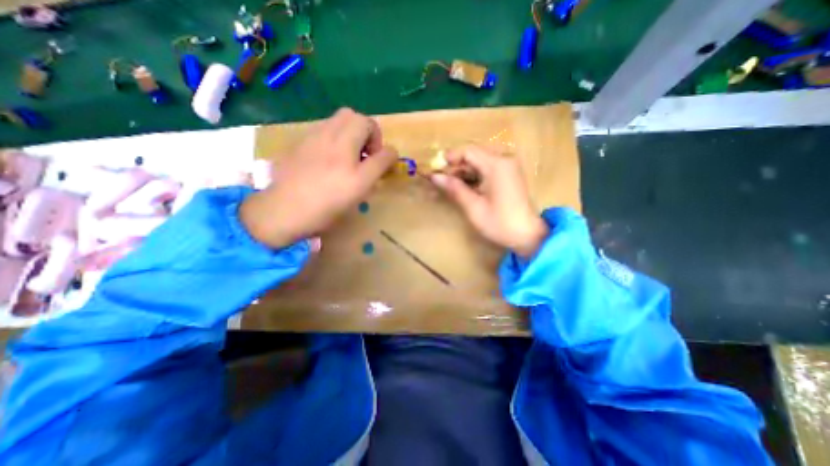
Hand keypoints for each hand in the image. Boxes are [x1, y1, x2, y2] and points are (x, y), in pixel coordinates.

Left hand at [240, 108, 397, 248]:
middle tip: (363, 156)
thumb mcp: (362, 186)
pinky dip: (333, 141)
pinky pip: (321, 133)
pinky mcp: (298, 146)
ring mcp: (310, 138)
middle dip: (364, 133)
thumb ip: (380, 165)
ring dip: (349, 136)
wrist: (283, 211)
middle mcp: (327, 133)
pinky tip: (327, 165)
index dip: (381, 144)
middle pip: (352, 116)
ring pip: (335, 123)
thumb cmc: (328, 202)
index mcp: (346, 142)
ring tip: (347, 161)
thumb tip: (391, 152)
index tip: (376, 163)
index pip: (371, 126)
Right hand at [427, 146, 548, 258]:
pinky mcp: (508, 175)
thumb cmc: (499, 223)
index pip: (468, 151)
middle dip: (455, 169)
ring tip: (448, 189)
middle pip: (473, 156)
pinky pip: (486, 171)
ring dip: (462, 175)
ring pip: (478, 164)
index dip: (449, 159)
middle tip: (440, 184)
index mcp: (496, 165)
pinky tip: (463, 190)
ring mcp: (507, 167)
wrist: (527, 235)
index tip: (435, 171)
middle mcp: (503, 160)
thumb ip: (454, 188)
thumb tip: (434, 177)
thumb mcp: (473, 206)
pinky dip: (473, 179)